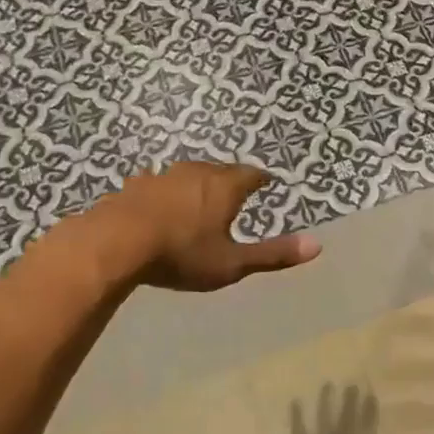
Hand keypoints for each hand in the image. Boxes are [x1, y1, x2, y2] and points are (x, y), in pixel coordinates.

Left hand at [101, 162, 320, 290]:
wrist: (115, 243)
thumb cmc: (181, 254)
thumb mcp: (231, 263)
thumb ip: (272, 254)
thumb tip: (318, 245)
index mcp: (224, 187)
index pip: (251, 175)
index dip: (260, 179)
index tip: (266, 183)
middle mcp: (197, 172)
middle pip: (220, 170)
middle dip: (230, 179)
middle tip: (236, 192)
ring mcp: (163, 175)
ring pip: (188, 174)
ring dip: (197, 183)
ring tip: (200, 196)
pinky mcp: (136, 185)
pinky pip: (158, 183)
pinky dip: (166, 192)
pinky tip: (159, 202)